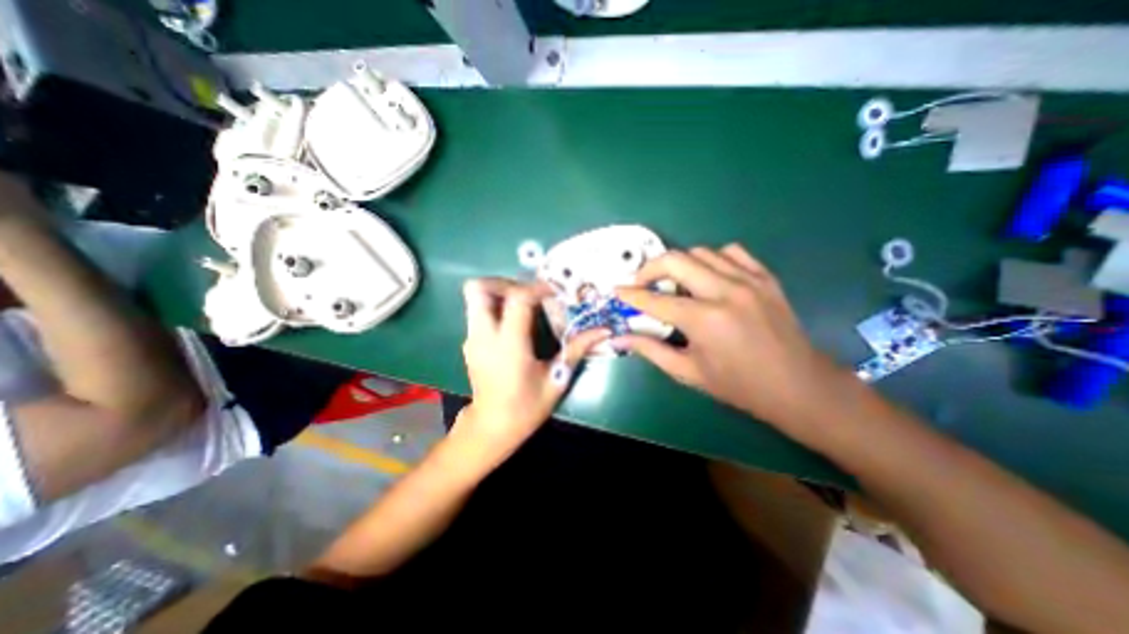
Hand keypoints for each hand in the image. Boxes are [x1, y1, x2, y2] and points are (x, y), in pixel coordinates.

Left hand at [453, 278, 608, 459]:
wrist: (492, 427)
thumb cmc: (526, 407)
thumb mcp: (556, 379)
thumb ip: (576, 349)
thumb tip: (604, 331)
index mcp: (508, 345)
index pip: (517, 299)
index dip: (537, 288)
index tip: (555, 291)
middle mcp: (484, 336)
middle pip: (478, 288)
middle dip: (505, 282)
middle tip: (530, 292)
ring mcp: (472, 338)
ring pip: (475, 297)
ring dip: (500, 292)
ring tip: (525, 305)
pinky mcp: (469, 342)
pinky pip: (478, 311)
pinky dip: (496, 307)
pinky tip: (516, 323)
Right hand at [613, 245, 851, 437]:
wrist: (798, 386)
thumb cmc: (738, 385)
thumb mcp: (688, 372)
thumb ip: (650, 350)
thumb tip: (620, 337)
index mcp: (704, 320)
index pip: (654, 300)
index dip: (630, 295)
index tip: (616, 291)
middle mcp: (725, 292)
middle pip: (675, 260)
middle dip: (649, 268)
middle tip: (641, 283)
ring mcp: (749, 280)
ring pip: (701, 252)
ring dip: (680, 263)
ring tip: (674, 282)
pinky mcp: (765, 277)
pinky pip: (732, 252)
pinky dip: (712, 259)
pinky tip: (709, 276)